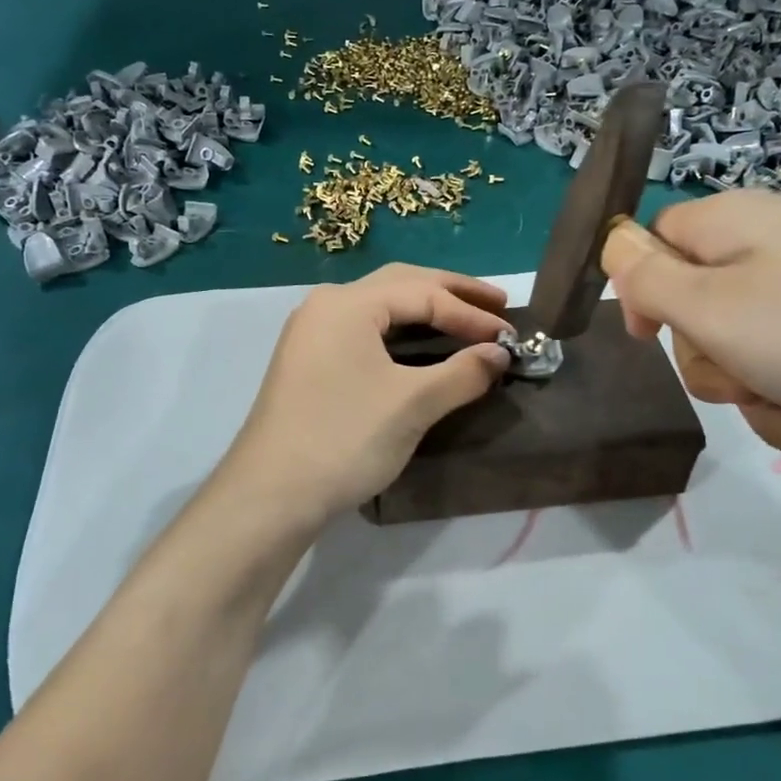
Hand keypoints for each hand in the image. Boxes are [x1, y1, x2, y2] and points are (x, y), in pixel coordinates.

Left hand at [219, 264, 513, 522]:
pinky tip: (424, 346)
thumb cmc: (344, 439)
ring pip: (381, 307)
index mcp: (347, 303)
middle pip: (400, 284)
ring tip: (469, 320)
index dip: (471, 315)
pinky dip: (402, 333)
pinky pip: (366, 332)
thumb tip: (500, 354)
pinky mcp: (310, 362)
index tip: (509, 337)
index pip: (423, 294)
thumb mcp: (412, 404)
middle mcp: (326, 306)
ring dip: (426, 310)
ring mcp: (313, 333)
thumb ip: (462, 372)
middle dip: (451, 293)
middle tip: (497, 305)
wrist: (271, 495)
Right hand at [602, 191, 780, 463]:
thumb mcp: (713, 308)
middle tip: (741, 382)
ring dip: (753, 394)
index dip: (642, 291)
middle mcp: (766, 244)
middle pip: (695, 303)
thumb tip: (612, 245)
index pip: (653, 242)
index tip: (650, 338)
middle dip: (709, 359)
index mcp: (727, 222)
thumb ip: (646, 278)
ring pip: (742, 346)